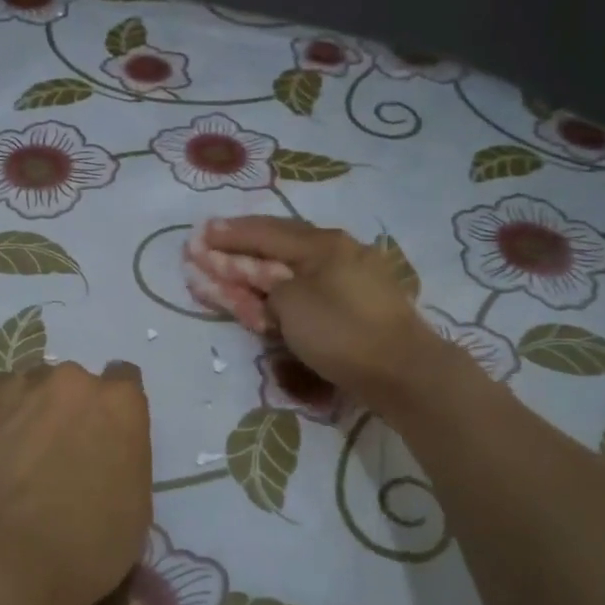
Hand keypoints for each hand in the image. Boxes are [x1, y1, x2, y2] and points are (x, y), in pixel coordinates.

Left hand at [0, 360, 151, 604]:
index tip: (104, 435)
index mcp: (121, 403)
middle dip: (73, 410)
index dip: (114, 410)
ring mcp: (24, 387)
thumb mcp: (136, 504)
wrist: (9, 562)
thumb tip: (105, 451)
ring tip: (23, 454)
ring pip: (35, 387)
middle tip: (60, 451)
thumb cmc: (88, 545)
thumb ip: (126, 456)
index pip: (124, 381)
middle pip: (78, 384)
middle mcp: (75, 381)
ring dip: (36, 410)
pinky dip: (3, 418)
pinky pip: (1, 398)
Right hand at [205, 216, 454, 413]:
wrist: (403, 372)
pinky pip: (311, 286)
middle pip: (280, 244)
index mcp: (322, 243)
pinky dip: (285, 288)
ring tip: (233, 270)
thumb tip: (267, 283)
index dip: (229, 234)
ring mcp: (354, 275)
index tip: (200, 234)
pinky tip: (272, 289)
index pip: (264, 232)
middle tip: (210, 245)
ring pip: (295, 266)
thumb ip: (265, 286)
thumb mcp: (291, 304)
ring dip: (260, 269)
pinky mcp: (360, 302)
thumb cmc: (342, 332)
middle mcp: (339, 250)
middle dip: (242, 247)